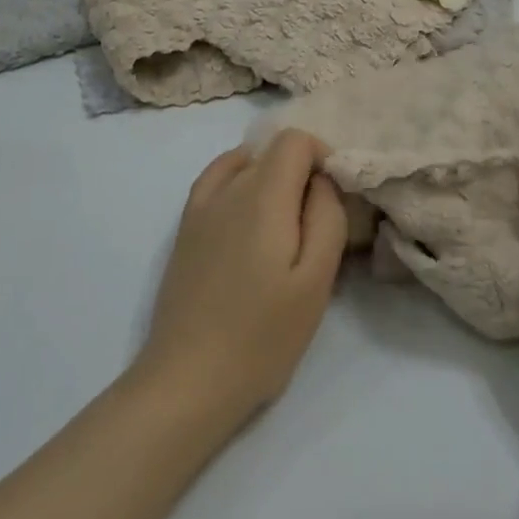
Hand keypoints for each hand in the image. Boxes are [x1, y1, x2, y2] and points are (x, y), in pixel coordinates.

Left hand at [133, 130, 347, 432]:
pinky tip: (247, 213)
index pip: (295, 140)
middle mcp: (228, 187)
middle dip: (301, 173)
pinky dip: (238, 180)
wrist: (188, 378)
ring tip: (283, 224)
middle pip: (272, 151)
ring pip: (244, 162)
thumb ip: (326, 217)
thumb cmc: (262, 335)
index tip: (334, 197)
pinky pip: (215, 180)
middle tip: (313, 224)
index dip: (322, 157)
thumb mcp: (315, 281)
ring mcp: (200, 206)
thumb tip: (322, 180)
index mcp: (263, 195)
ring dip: (270, 177)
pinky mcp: (185, 228)